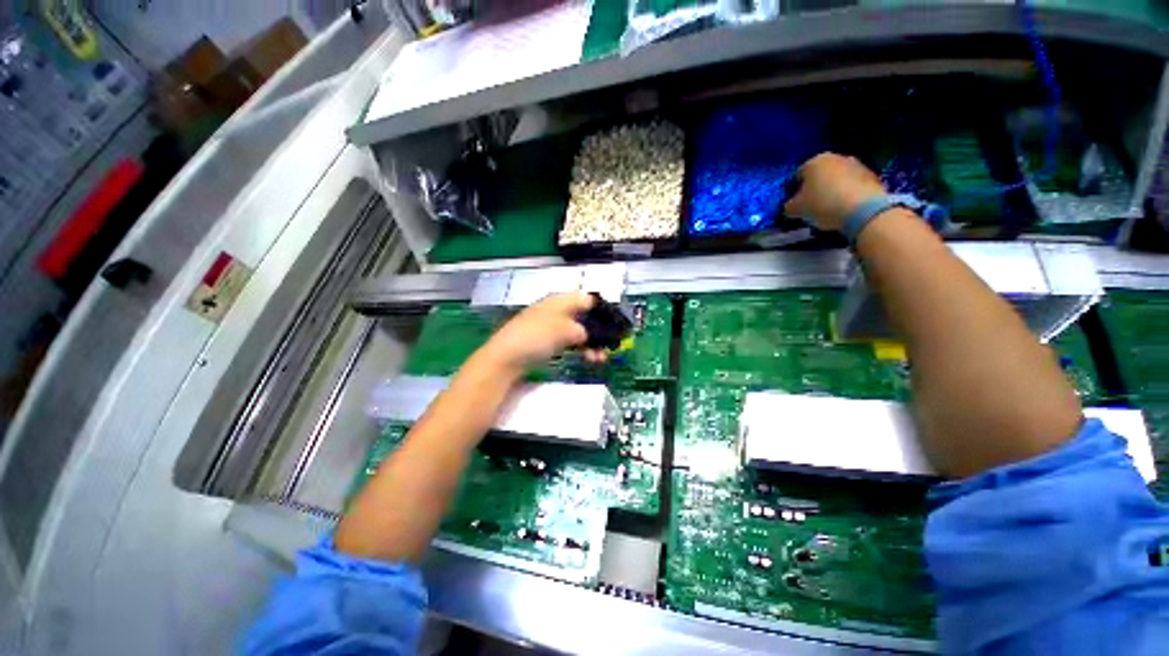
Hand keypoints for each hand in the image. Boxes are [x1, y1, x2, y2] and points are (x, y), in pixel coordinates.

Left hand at [474, 292, 606, 375]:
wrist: (506, 357)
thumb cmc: (536, 337)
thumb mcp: (566, 331)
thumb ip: (585, 331)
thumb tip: (593, 335)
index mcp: (560, 300)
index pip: (588, 299)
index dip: (604, 311)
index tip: (616, 325)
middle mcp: (557, 310)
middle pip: (585, 317)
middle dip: (599, 331)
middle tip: (611, 346)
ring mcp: (551, 326)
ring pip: (579, 332)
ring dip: (592, 343)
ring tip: (601, 358)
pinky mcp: (547, 341)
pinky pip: (570, 342)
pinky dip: (580, 349)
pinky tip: (589, 359)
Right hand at [784, 153, 886, 232]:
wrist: (863, 209)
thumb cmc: (822, 204)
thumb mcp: (796, 209)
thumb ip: (789, 206)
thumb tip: (790, 206)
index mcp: (814, 161)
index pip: (798, 175)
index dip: (794, 190)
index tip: (794, 204)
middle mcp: (836, 157)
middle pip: (820, 174)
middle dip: (814, 188)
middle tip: (810, 205)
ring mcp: (857, 165)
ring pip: (837, 179)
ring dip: (832, 190)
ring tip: (828, 208)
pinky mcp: (872, 176)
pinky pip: (853, 186)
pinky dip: (847, 194)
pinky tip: (843, 208)